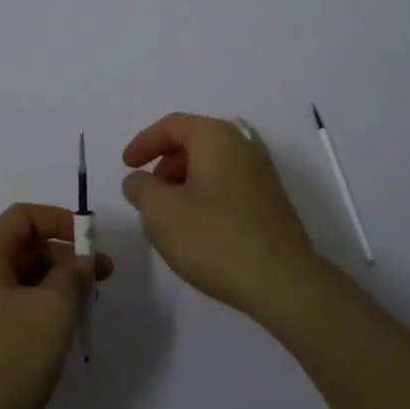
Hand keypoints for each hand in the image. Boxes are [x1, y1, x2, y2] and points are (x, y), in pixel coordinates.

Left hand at [0, 203, 112, 408]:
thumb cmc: (4, 361)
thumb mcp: (51, 311)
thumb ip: (72, 276)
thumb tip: (81, 260)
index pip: (23, 217)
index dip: (60, 221)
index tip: (91, 242)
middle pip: (22, 248)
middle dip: (63, 257)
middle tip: (99, 279)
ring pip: (18, 281)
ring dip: (54, 286)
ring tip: (84, 308)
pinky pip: (10, 309)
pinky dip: (38, 311)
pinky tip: (58, 335)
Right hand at [122, 112, 321, 317]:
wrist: (283, 283)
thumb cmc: (215, 238)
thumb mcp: (160, 212)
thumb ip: (141, 189)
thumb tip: (138, 180)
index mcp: (217, 137)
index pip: (173, 125)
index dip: (144, 142)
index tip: (126, 165)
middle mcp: (243, 146)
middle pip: (194, 142)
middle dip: (165, 165)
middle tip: (148, 194)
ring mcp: (262, 174)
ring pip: (212, 166)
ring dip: (185, 183)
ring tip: (169, 217)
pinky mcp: (271, 202)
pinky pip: (229, 185)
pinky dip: (206, 196)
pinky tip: (198, 230)